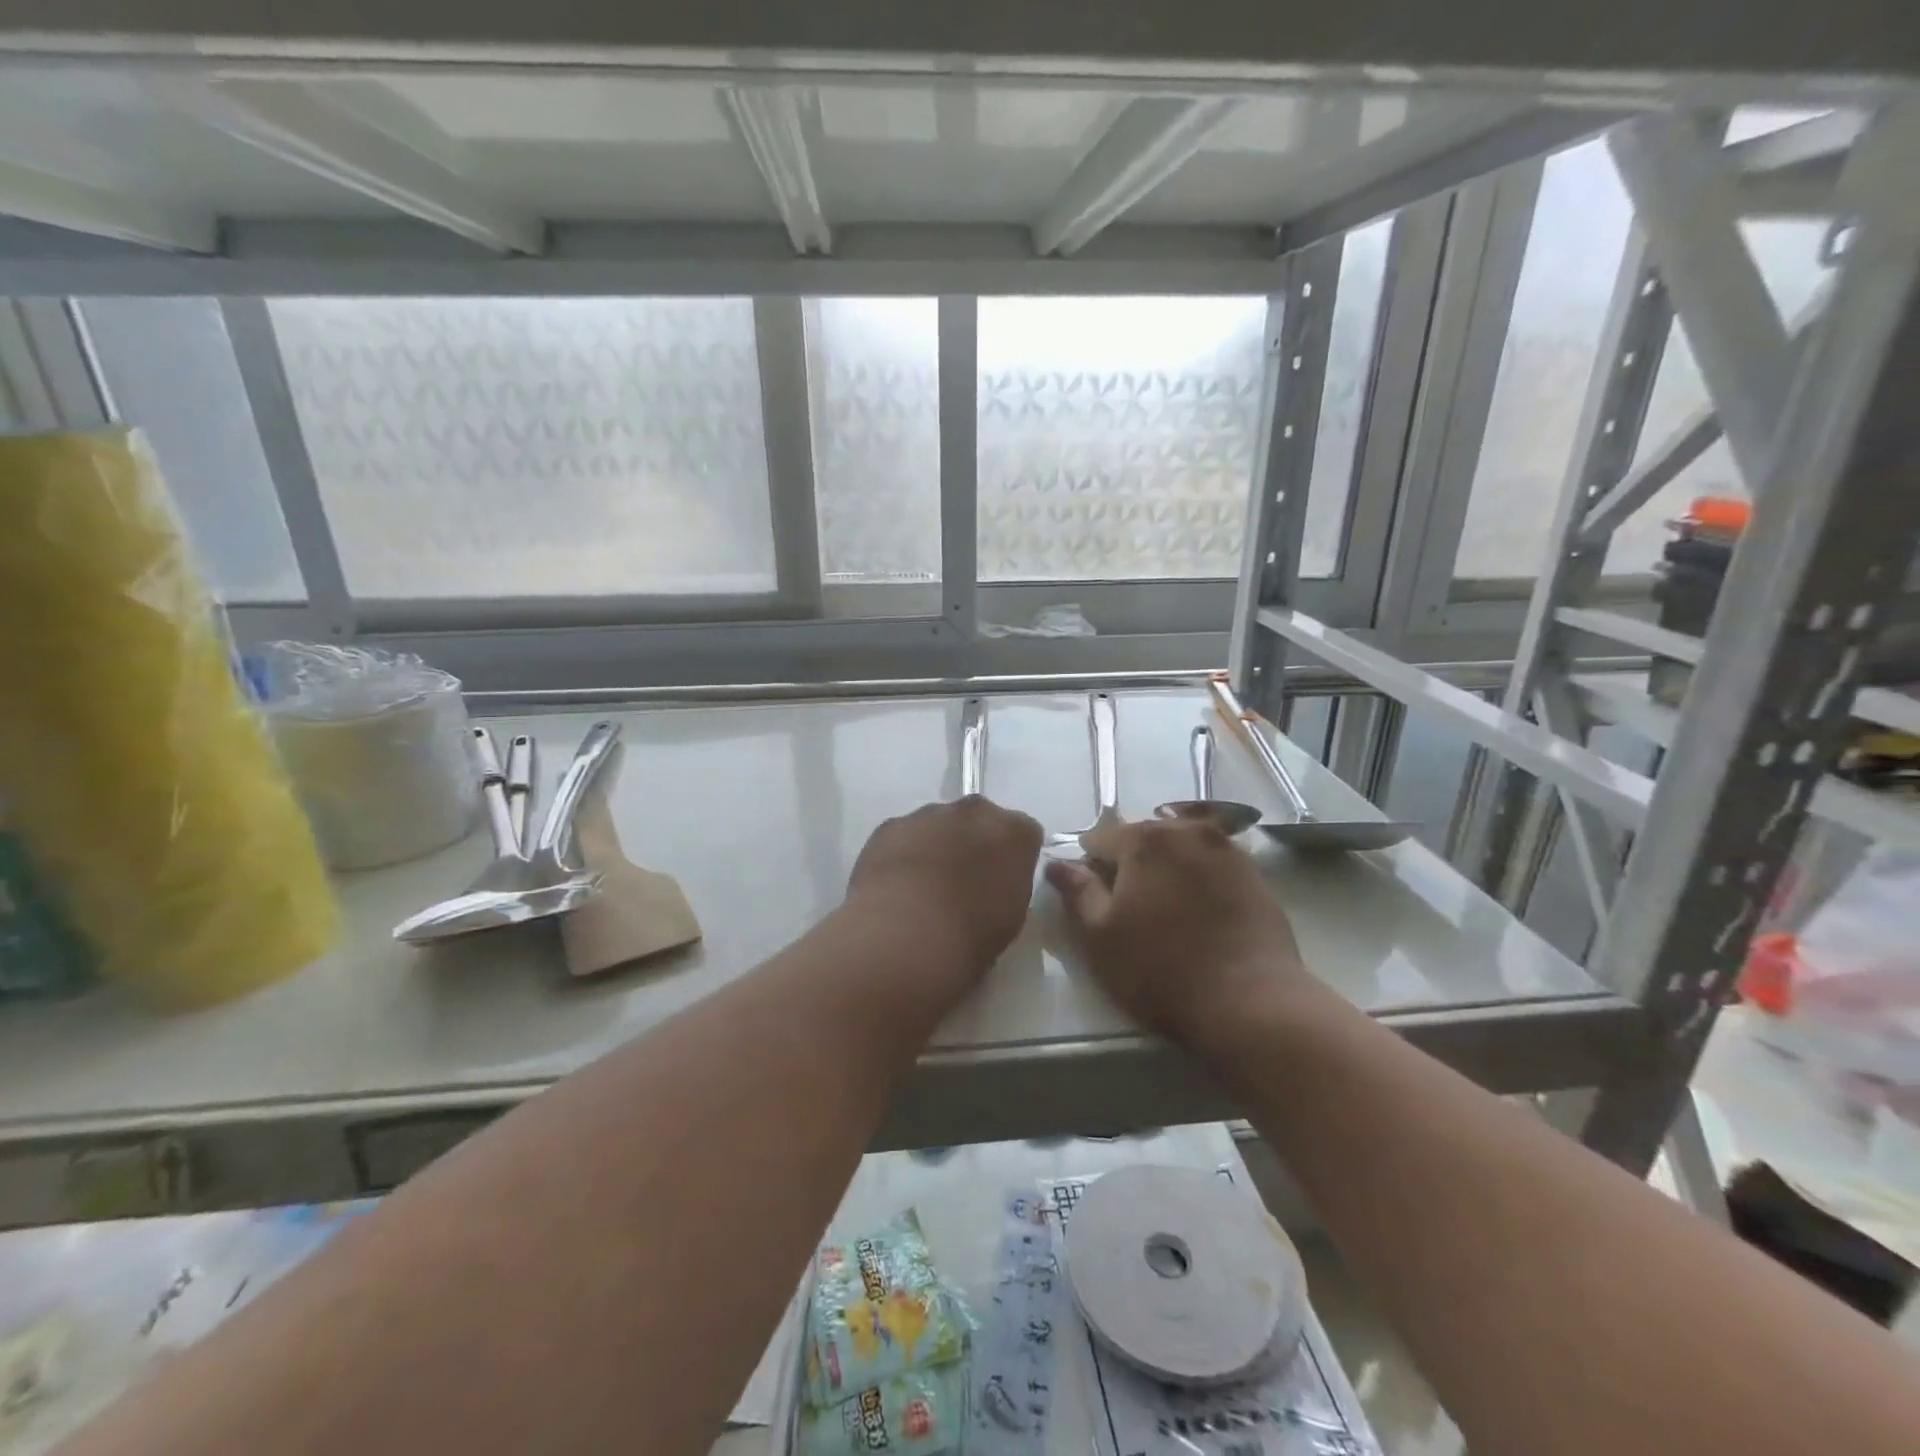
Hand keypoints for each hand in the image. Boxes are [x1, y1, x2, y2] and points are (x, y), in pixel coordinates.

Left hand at [847, 795, 1043, 983]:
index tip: (1001, 883)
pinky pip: (904, 835)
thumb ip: (1007, 885)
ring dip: (936, 846)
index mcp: (1014, 832)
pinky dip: (903, 853)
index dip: (1012, 859)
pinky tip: (895, 887)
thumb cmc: (971, 935)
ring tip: (922, 889)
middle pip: (980, 821)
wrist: (903, 934)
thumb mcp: (1011, 917)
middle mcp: (975, 811)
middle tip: (963, 883)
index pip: (1024, 835)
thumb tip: (993, 883)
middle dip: (974, 843)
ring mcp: (929, 813)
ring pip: (939, 825)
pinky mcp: (891, 824)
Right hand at [1046, 819, 1310, 1044]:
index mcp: (1145, 839)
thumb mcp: (1101, 936)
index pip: (1099, 839)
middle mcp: (1187, 831)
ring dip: (1166, 869)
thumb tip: (1057, 863)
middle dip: (1129, 864)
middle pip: (1143, 838)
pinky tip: (1198, 915)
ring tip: (1165, 912)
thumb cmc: (1162, 970)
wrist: (1251, 1003)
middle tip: (1128, 910)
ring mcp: (1228, 851)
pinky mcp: (1255, 876)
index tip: (1093, 902)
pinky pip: (1212, 866)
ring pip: (1180, 849)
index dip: (1089, 868)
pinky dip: (1198, 879)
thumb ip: (1078, 892)